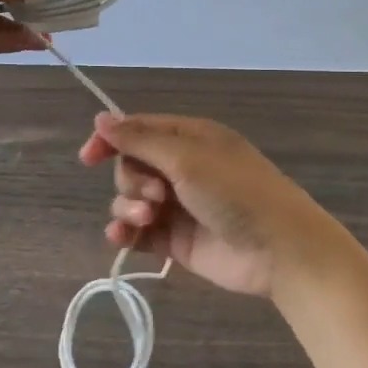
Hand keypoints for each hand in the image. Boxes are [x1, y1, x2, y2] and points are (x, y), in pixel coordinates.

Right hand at [77, 113, 347, 297]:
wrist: (279, 249)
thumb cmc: (236, 192)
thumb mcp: (187, 158)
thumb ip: (140, 140)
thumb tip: (101, 118)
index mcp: (190, 139)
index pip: (139, 130)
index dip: (111, 140)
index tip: (88, 157)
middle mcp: (183, 168)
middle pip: (132, 167)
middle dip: (132, 181)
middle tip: (155, 196)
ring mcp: (179, 206)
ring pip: (132, 201)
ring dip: (129, 209)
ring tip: (149, 220)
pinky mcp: (177, 241)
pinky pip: (140, 233)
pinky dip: (127, 235)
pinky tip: (122, 240)